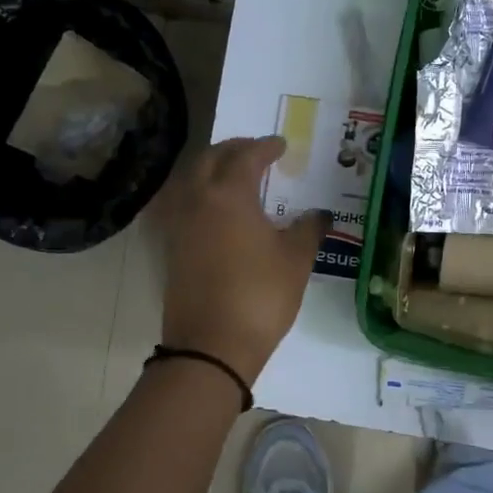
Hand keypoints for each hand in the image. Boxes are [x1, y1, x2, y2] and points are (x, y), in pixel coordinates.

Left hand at [158, 136, 326, 382]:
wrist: (211, 346)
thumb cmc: (260, 296)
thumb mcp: (296, 260)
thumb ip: (309, 229)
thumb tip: (320, 214)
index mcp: (229, 195)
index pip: (246, 157)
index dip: (265, 147)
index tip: (281, 145)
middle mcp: (198, 201)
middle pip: (209, 159)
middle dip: (233, 149)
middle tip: (255, 152)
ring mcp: (180, 226)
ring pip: (191, 181)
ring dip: (212, 170)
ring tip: (236, 177)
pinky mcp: (172, 249)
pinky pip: (184, 206)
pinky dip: (201, 195)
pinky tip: (219, 211)